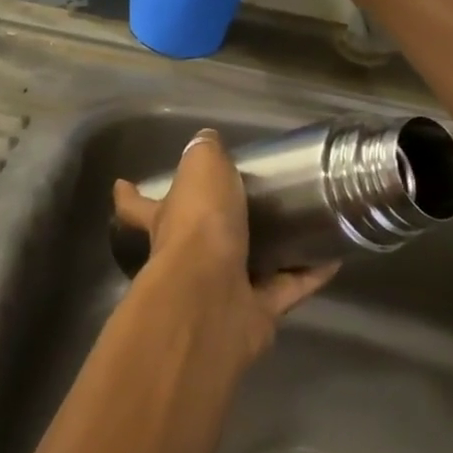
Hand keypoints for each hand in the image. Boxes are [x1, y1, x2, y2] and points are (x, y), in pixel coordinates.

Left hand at [112, 128, 337, 360]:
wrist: (213, 295)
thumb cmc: (200, 224)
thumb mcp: (201, 169)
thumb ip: (205, 153)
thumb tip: (206, 138)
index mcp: (167, 221)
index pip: (137, 205)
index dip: (128, 195)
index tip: (121, 184)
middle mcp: (187, 259)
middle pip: (195, 241)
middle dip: (212, 228)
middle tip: (243, 207)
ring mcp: (221, 290)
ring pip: (246, 268)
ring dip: (269, 254)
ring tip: (297, 231)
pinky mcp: (255, 314)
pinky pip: (286, 289)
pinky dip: (307, 275)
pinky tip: (331, 258)